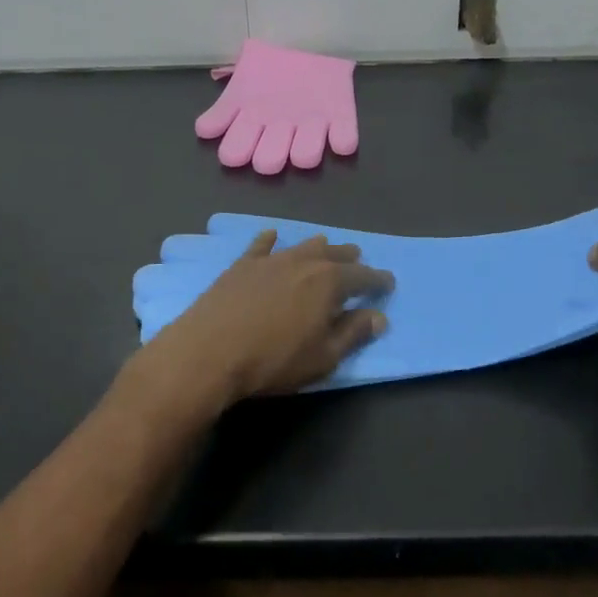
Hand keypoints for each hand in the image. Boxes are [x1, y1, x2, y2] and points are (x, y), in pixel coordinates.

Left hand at [127, 232, 393, 414]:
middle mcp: (303, 262)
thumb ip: (352, 334)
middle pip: (334, 255)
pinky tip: (272, 235)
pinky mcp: (242, 265)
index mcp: (329, 283)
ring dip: (318, 247)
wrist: (209, 351)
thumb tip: (378, 317)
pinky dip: (270, 240)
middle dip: (350, 258)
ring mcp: (270, 260)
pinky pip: (260, 245)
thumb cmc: (273, 360)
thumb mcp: (322, 357)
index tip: (388, 283)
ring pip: (301, 246)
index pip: (362, 276)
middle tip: (359, 260)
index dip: (377, 280)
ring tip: (326, 247)